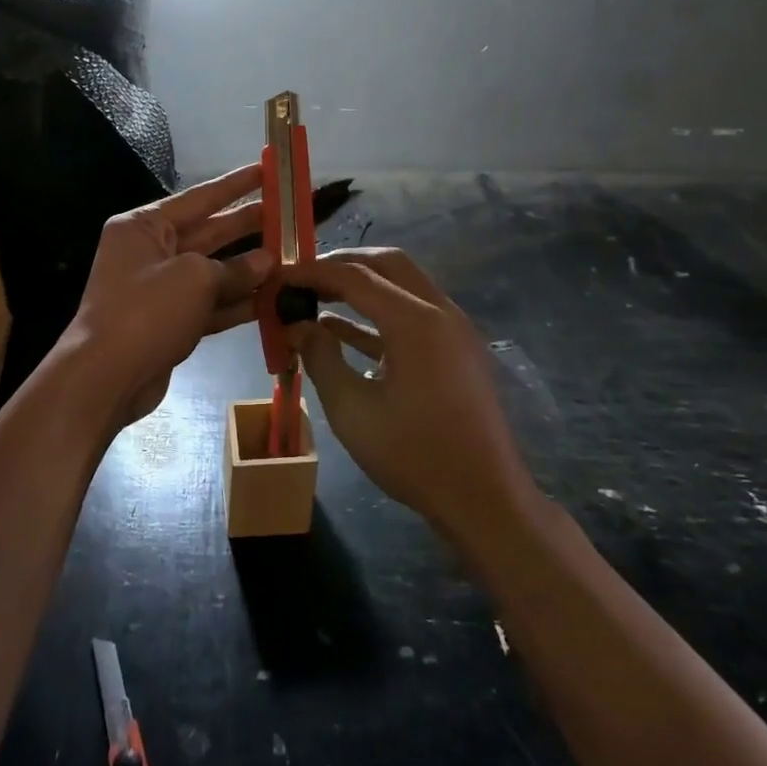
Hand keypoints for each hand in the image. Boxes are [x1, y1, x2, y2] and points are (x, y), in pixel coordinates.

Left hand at [68, 164, 271, 423]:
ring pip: (213, 271)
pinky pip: (210, 304)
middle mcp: (150, 252)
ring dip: (249, 268)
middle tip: (290, 215)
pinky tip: (273, 299)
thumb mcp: (195, 279)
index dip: (236, 185)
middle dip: (248, 226)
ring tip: (292, 257)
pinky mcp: (170, 322)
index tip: (267, 171)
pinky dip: (238, 302)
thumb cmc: (146, 311)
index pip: (199, 198)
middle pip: (208, 233)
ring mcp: (160, 289)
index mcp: (144, 226)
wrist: (105, 378)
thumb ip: (235, 268)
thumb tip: (267, 262)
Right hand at [284, 247, 537, 539]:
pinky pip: (414, 314)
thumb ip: (321, 357)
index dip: (313, 273)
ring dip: (362, 286)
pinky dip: (379, 313)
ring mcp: (454, 330)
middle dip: (342, 265)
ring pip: (403, 285)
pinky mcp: (457, 351)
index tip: (280, 277)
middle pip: (386, 264)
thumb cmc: (414, 455)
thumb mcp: (352, 410)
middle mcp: (440, 311)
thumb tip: (297, 325)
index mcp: (415, 320)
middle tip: (303, 279)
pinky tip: (342, 331)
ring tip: (317, 300)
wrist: (485, 500)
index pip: (355, 276)